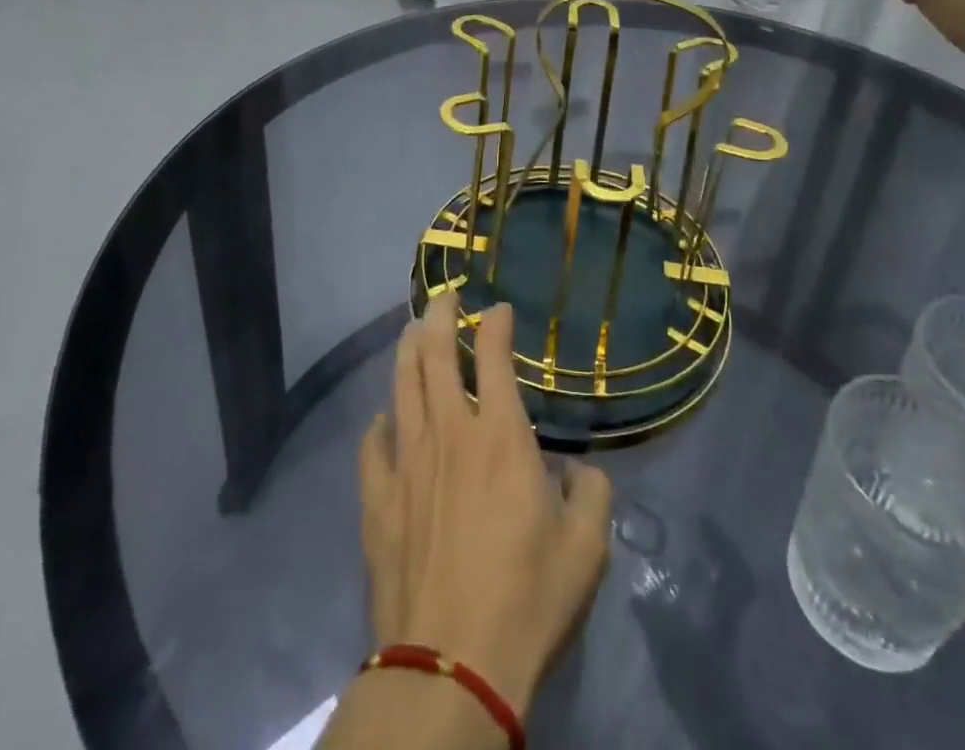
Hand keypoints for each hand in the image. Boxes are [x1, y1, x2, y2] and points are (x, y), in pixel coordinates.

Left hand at [358, 292, 611, 720]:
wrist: (450, 667)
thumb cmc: (525, 600)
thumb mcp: (586, 550)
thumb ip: (591, 494)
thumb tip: (581, 472)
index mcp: (499, 435)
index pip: (494, 355)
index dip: (496, 323)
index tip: (500, 309)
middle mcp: (449, 433)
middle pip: (435, 354)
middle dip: (441, 315)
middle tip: (447, 296)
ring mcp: (406, 463)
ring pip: (401, 385)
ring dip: (408, 349)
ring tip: (414, 330)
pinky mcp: (378, 499)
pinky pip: (373, 444)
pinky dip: (381, 422)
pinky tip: (385, 418)